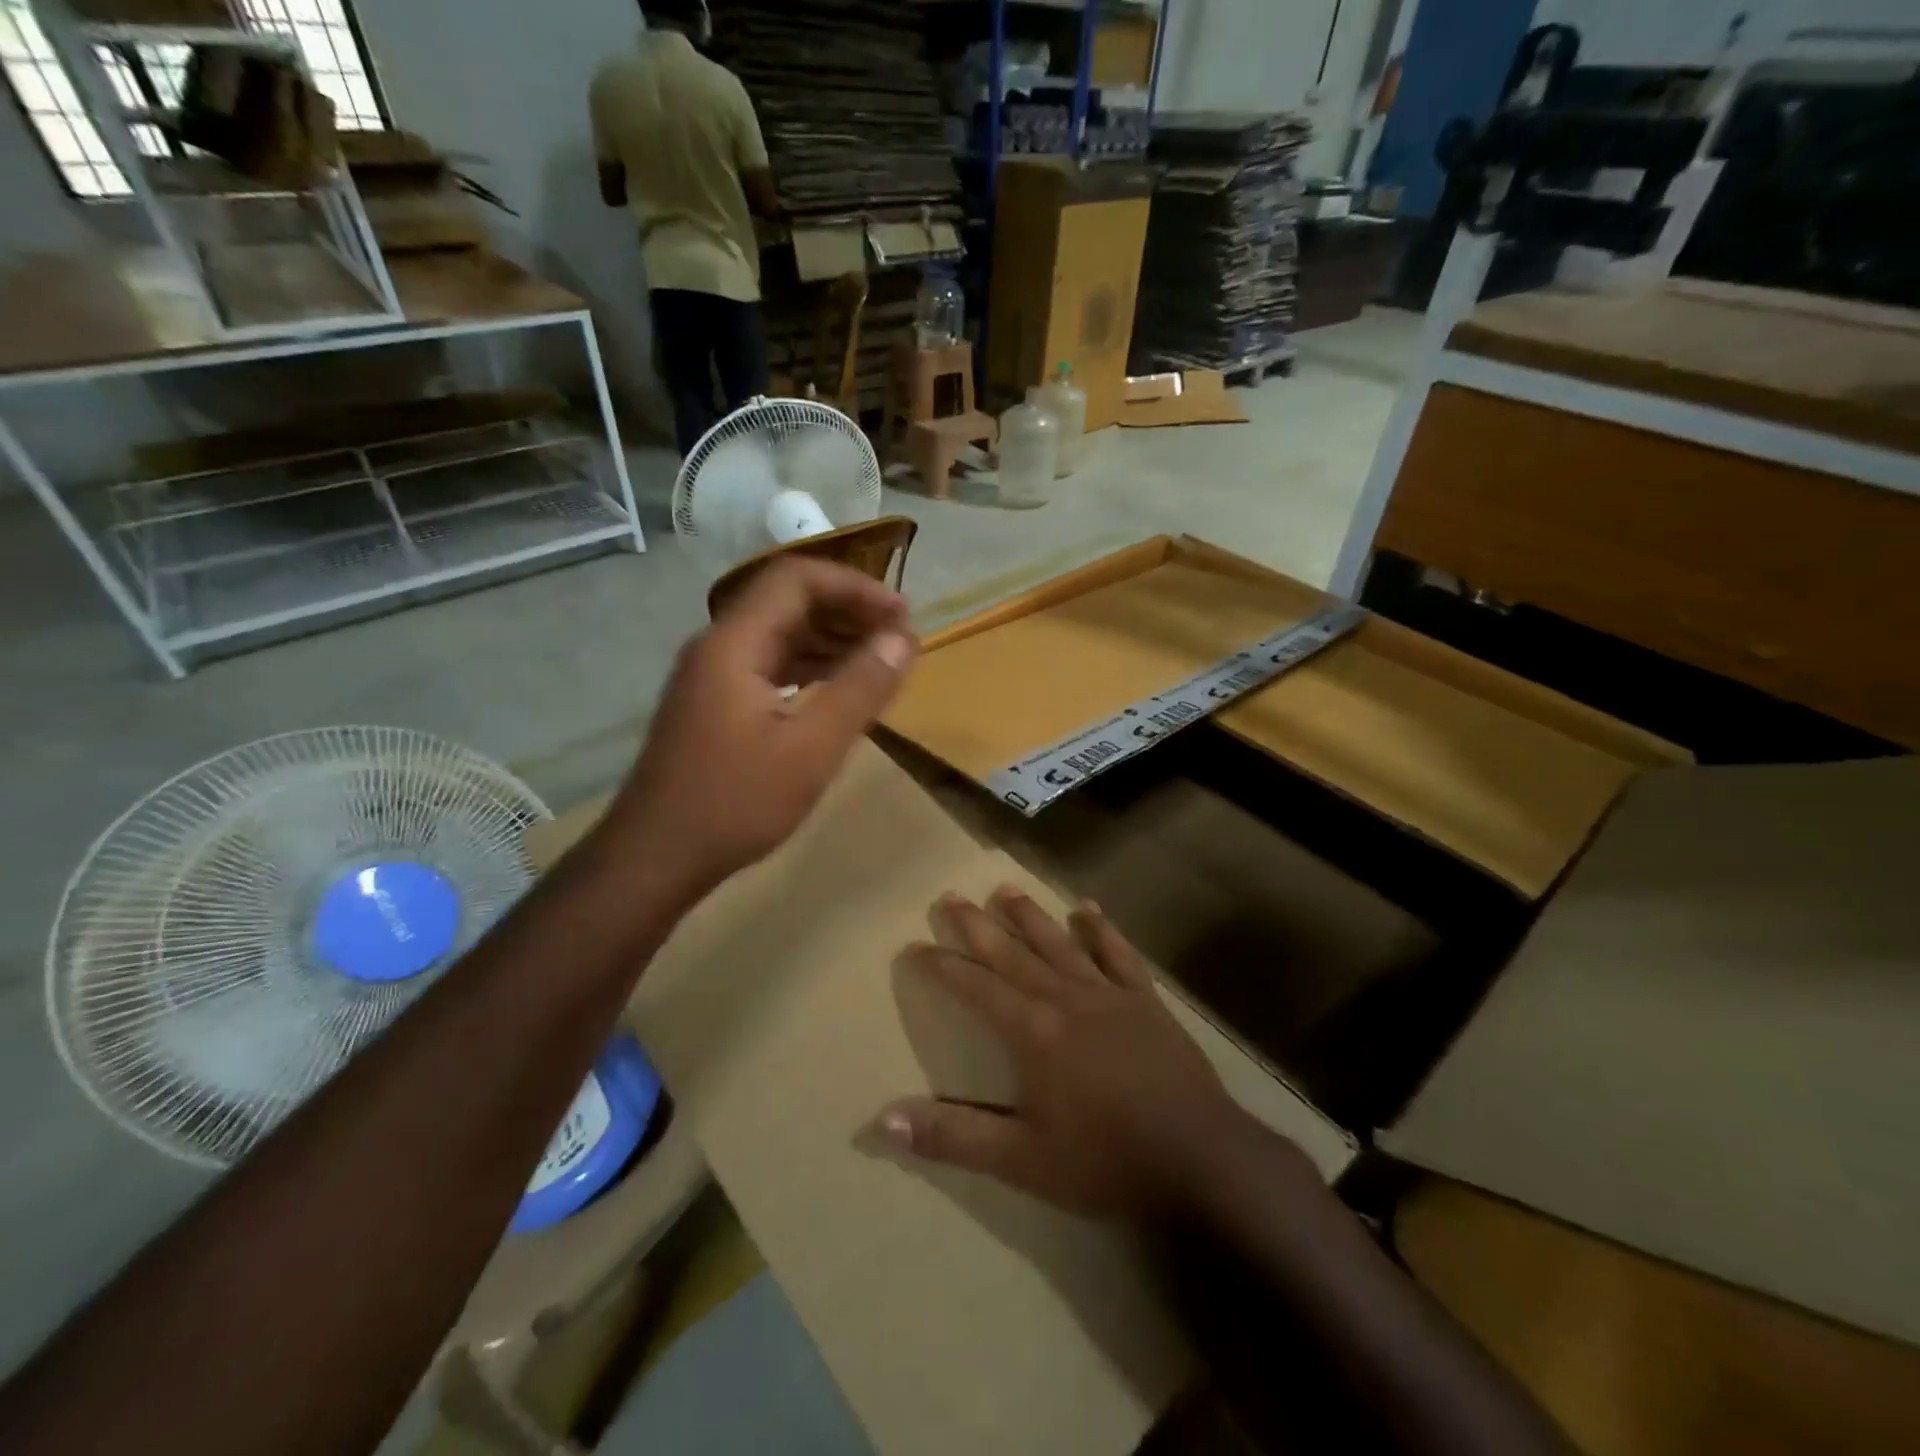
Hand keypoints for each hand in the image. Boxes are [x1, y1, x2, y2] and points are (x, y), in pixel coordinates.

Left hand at [609, 557, 914, 895]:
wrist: (655, 857)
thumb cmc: (735, 802)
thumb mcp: (811, 748)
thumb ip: (861, 688)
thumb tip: (903, 639)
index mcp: (735, 643)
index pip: (797, 578)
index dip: (855, 586)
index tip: (901, 614)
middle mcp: (718, 646)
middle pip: (787, 601)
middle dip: (847, 610)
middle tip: (897, 638)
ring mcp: (712, 676)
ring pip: (779, 634)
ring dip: (831, 638)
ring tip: (879, 660)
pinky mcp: (714, 704)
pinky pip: (769, 665)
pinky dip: (810, 667)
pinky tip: (838, 688)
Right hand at [875, 888, 1254, 1219]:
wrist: (1198, 1157)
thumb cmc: (1105, 1159)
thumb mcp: (1021, 1161)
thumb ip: (953, 1138)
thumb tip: (882, 1122)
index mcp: (1032, 1031)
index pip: (974, 988)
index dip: (941, 967)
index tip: (914, 947)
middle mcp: (1064, 998)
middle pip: (1011, 953)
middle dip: (977, 926)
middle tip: (950, 896)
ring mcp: (1108, 994)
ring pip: (1059, 943)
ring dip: (1030, 915)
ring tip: (1005, 889)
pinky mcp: (1144, 1000)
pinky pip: (1118, 954)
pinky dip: (1102, 930)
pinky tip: (1089, 909)